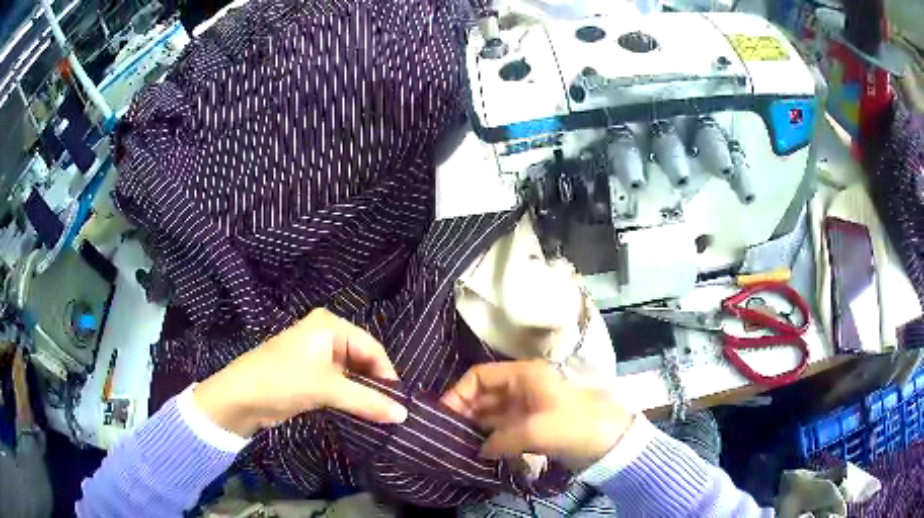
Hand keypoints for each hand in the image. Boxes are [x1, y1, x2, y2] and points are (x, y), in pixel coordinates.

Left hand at [193, 309, 407, 436]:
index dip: (387, 375)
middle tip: (391, 411)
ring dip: (362, 393)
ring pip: (350, 374)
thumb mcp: (327, 389)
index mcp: (330, 325)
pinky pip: (338, 383)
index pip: (372, 348)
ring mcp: (316, 355)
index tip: (400, 402)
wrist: (240, 397)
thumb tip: (404, 414)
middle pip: (362, 360)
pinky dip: (349, 397)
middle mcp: (325, 335)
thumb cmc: (284, 381)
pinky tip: (359, 412)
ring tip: (379, 414)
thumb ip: (367, 401)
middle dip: (375, 384)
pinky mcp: (308, 373)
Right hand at [440, 360, 632, 470]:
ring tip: (459, 446)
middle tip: (448, 436)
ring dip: (476, 428)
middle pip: (483, 395)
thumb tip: (479, 450)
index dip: (458, 392)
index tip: (444, 416)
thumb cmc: (575, 426)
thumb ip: (500, 439)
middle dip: (465, 412)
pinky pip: (503, 429)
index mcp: (524, 375)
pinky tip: (480, 452)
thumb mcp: (536, 431)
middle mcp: (522, 387)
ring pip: (492, 413)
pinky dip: (491, 439)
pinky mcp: (532, 426)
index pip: (480, 376)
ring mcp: (527, 408)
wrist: (611, 442)